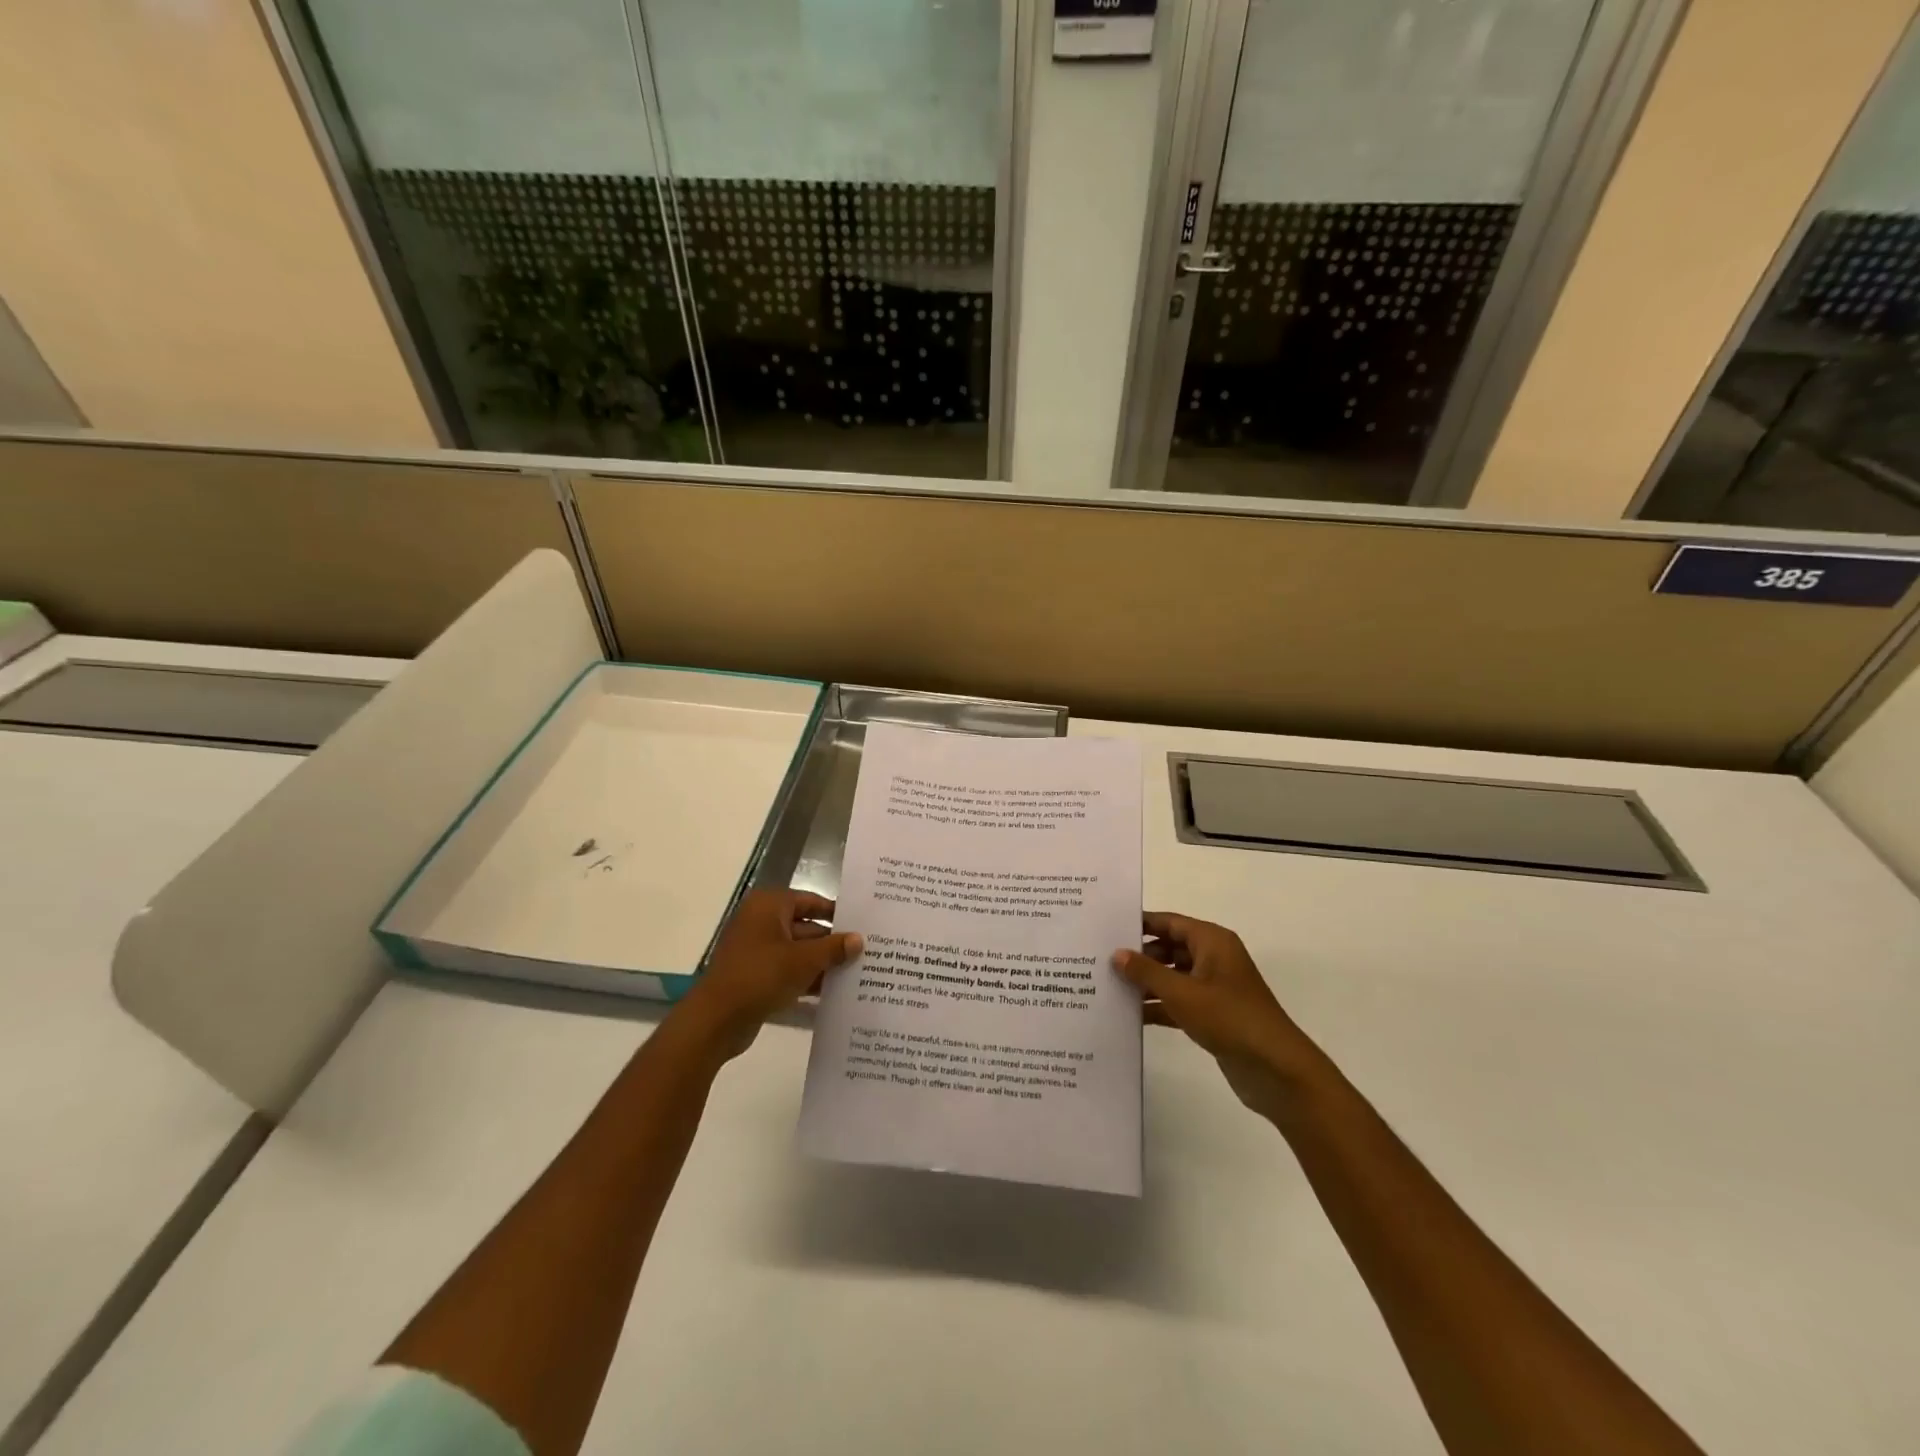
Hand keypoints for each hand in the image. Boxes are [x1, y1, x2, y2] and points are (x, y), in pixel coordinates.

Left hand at [674, 889, 862, 1061]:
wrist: (716, 1020)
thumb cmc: (760, 976)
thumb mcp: (804, 960)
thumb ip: (834, 948)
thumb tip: (859, 939)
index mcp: (769, 906)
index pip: (812, 901)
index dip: (838, 912)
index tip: (864, 923)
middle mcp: (761, 921)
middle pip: (806, 927)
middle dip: (833, 942)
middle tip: (867, 951)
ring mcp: (757, 950)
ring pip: (798, 951)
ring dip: (823, 963)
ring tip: (858, 972)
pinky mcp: (755, 975)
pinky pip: (788, 970)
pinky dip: (808, 978)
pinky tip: (834, 991)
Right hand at [1112, 912, 1325, 1122]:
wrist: (1275, 1068)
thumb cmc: (1228, 1017)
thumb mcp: (1181, 992)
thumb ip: (1146, 972)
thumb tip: (1117, 953)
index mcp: (1212, 941)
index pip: (1170, 922)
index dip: (1140, 924)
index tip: (1107, 928)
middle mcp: (1213, 958)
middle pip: (1169, 948)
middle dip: (1139, 955)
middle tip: (1101, 960)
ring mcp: (1213, 987)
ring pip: (1172, 976)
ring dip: (1146, 983)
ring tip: (1108, 987)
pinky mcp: (1212, 1014)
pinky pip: (1178, 1001)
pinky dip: (1158, 1005)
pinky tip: (1129, 1015)